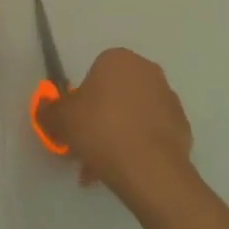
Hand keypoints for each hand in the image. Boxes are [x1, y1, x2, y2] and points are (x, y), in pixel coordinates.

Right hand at [46, 47, 194, 207]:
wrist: (149, 169)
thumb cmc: (100, 129)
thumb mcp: (60, 118)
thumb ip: (48, 110)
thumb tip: (44, 109)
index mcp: (119, 59)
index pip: (95, 73)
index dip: (82, 99)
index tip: (76, 123)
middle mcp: (148, 72)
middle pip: (116, 94)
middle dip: (101, 118)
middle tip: (87, 144)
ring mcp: (170, 100)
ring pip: (134, 116)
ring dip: (119, 134)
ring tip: (104, 166)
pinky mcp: (183, 128)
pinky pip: (152, 134)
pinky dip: (139, 147)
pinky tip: (126, 169)